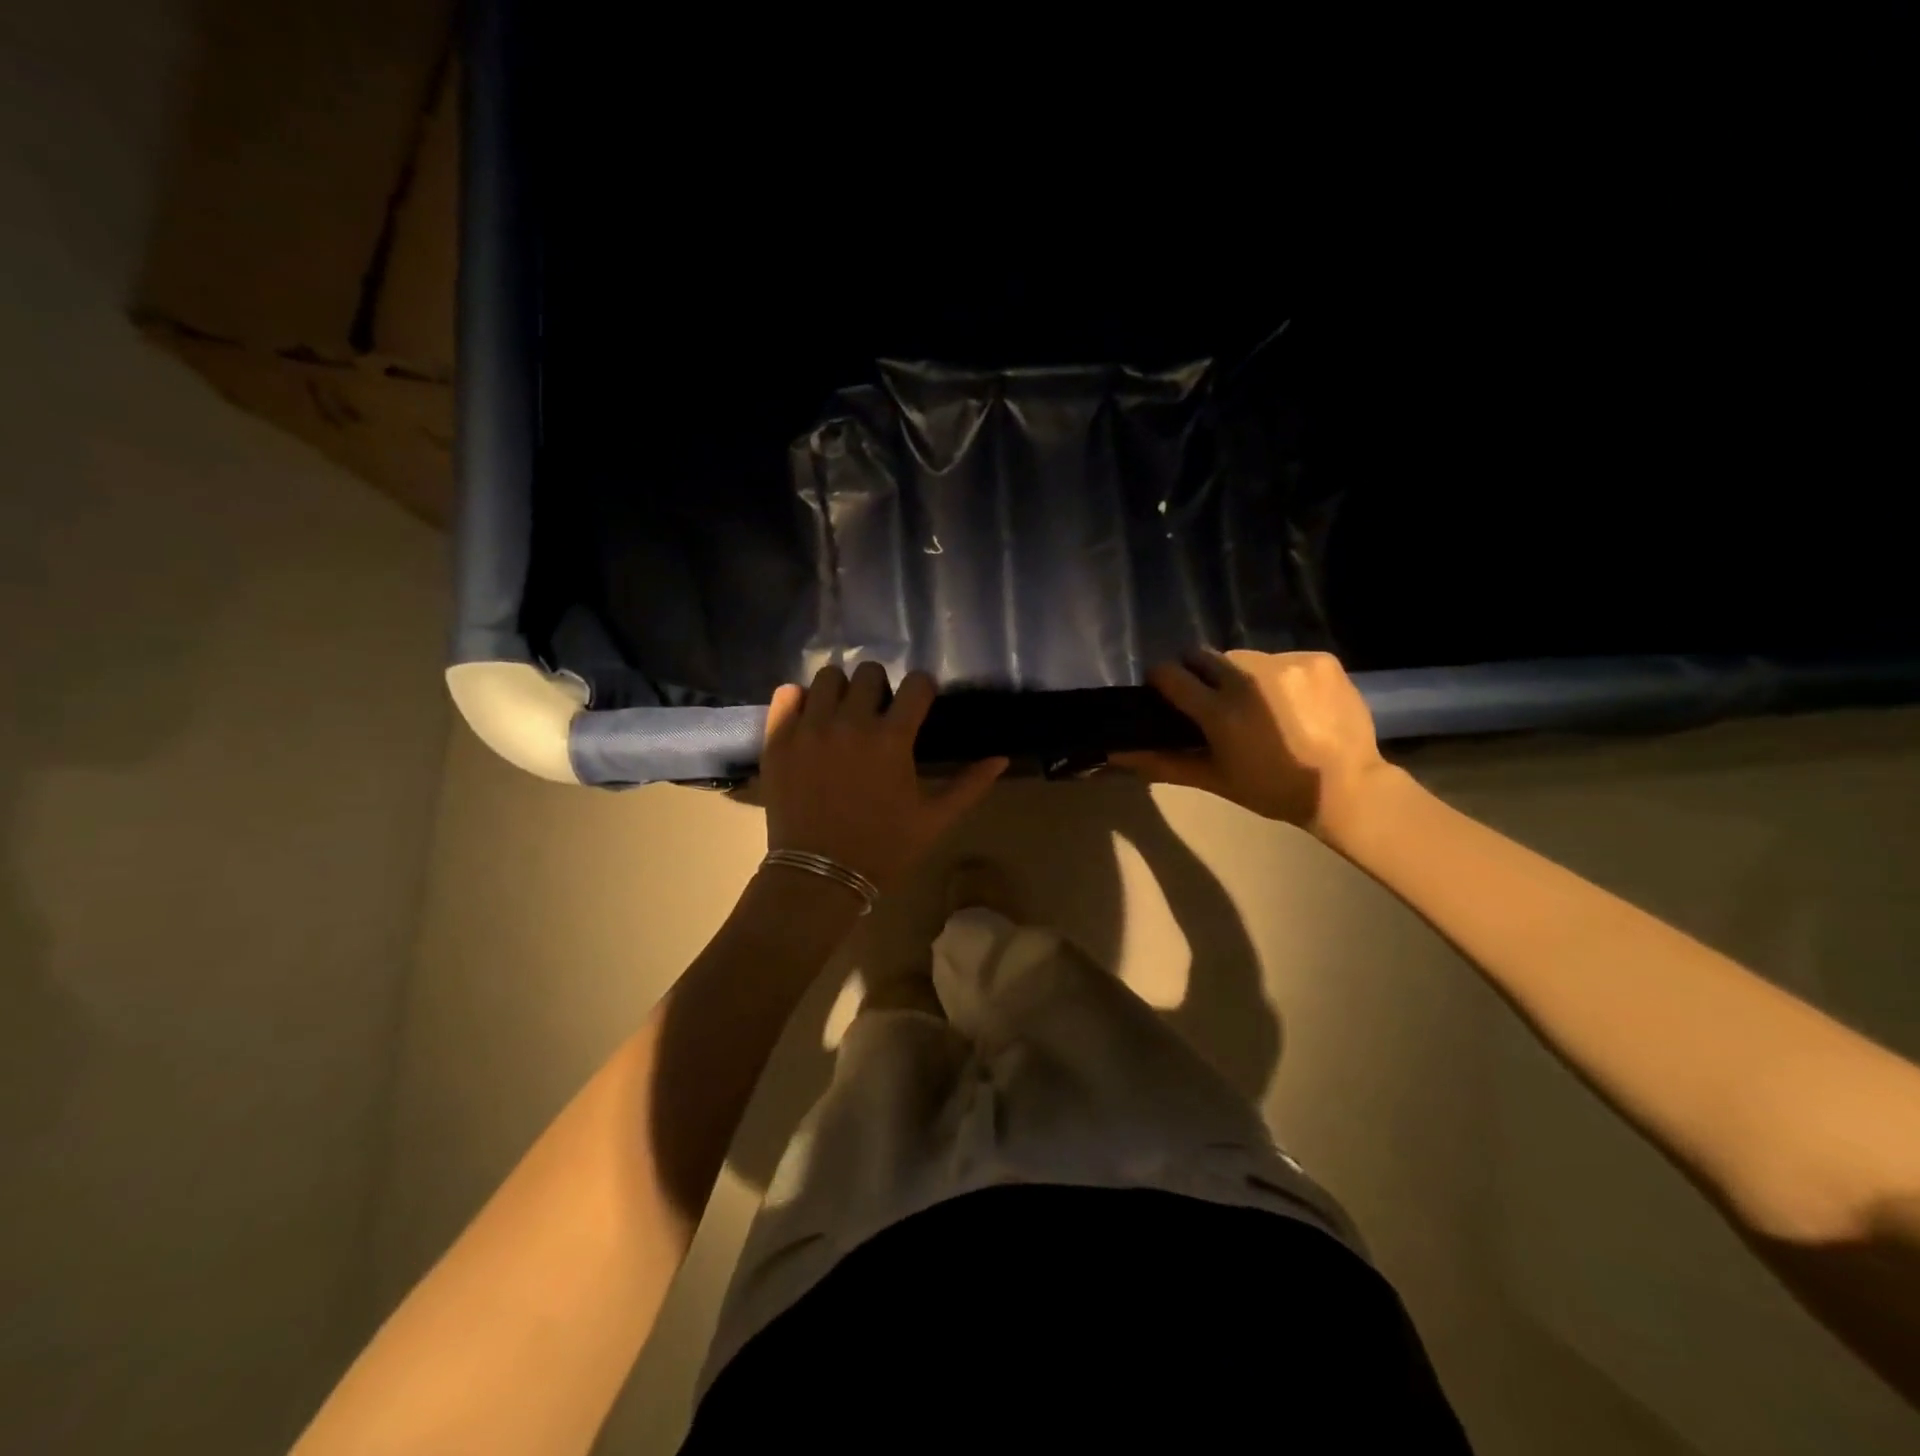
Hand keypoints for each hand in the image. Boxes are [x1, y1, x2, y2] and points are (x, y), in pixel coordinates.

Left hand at [760, 663, 1007, 891]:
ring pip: (827, 677)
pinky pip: (786, 695)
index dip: (923, 690)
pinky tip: (809, 719)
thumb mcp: (934, 820)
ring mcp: (809, 728)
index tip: (920, 703)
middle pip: (869, 672)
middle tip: (880, 712)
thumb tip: (1001, 758)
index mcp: (892, 739)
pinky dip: (799, 700)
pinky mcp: (778, 740)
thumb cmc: (883, 848)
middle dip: (881, 687)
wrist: (820, 876)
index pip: (916, 684)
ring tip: (843, 714)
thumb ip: (969, 785)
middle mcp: (850, 723)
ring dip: (841, 690)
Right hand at [1111, 650, 1388, 835]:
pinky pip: (1281, 657)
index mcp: (1219, 711)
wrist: (1347, 787)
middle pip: (1203, 656)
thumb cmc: (1271, 789)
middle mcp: (1248, 678)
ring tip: (1259, 702)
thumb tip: (1116, 753)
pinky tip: (1293, 700)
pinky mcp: (1318, 658)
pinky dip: (1279, 675)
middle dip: (1200, 675)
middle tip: (1214, 701)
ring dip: (1240, 674)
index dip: (1162, 680)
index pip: (1169, 673)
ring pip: (1243, 656)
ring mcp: (1287, 664)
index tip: (1166, 691)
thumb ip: (1162, 762)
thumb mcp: (1213, 779)